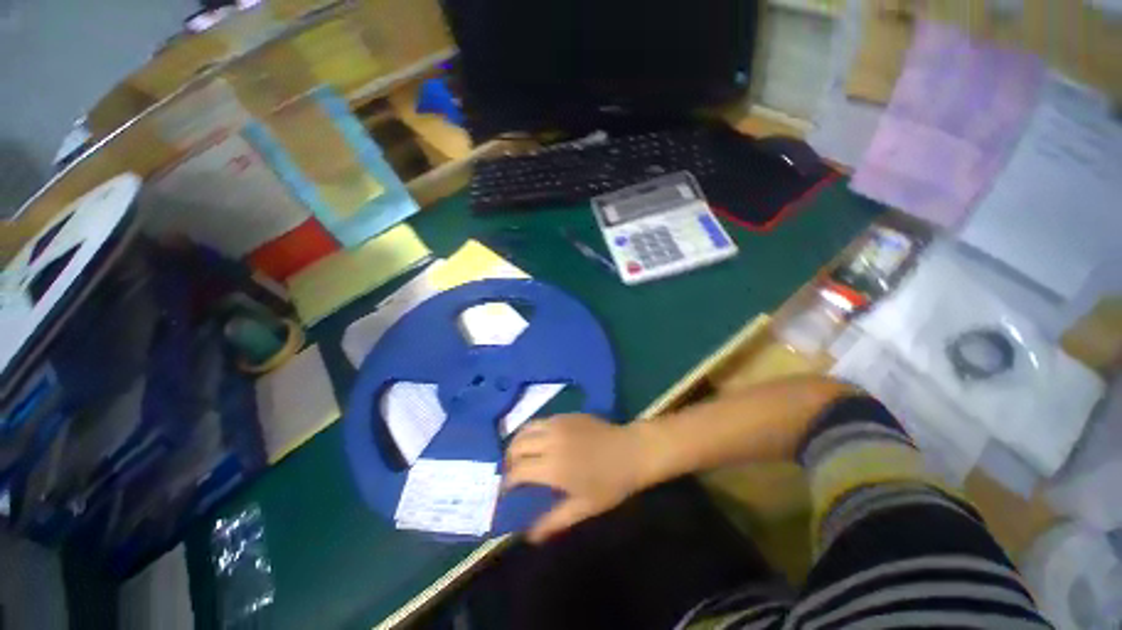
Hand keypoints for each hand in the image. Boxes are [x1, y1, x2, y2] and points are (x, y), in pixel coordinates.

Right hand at [503, 414, 658, 543]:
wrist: (631, 450)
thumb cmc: (611, 483)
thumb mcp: (584, 507)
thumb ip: (554, 521)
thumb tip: (529, 537)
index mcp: (553, 467)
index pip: (517, 471)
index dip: (507, 482)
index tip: (505, 490)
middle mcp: (550, 441)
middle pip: (517, 446)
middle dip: (509, 460)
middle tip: (512, 472)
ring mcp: (558, 424)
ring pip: (526, 428)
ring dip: (517, 442)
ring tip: (519, 454)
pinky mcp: (566, 415)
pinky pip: (541, 420)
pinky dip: (532, 430)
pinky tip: (538, 440)